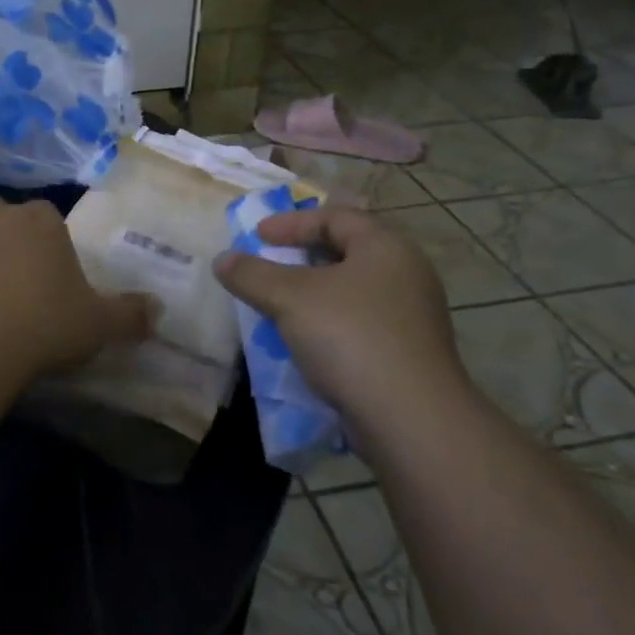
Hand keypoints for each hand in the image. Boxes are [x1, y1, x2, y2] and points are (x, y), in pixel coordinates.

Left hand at [0, 197, 154, 378]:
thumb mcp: (98, 325)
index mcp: (40, 219)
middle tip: (19, 293)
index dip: (54, 252)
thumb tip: (158, 309)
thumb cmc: (41, 324)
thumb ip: (131, 315)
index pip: (51, 222)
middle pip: (7, 224)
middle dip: (13, 248)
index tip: (54, 287)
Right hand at [214, 205, 470, 441]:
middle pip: (346, 252)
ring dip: (312, 294)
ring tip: (278, 305)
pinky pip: (359, 323)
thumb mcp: (290, 298)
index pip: (336, 217)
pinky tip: (304, 341)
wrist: (410, 417)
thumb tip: (223, 259)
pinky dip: (327, 322)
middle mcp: (405, 274)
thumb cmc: (350, 337)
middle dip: (301, 257)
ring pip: (352, 291)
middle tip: (267, 265)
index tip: (257, 236)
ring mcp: (411, 316)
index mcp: (385, 247)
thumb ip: (252, 274)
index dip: (292, 222)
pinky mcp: (407, 353)